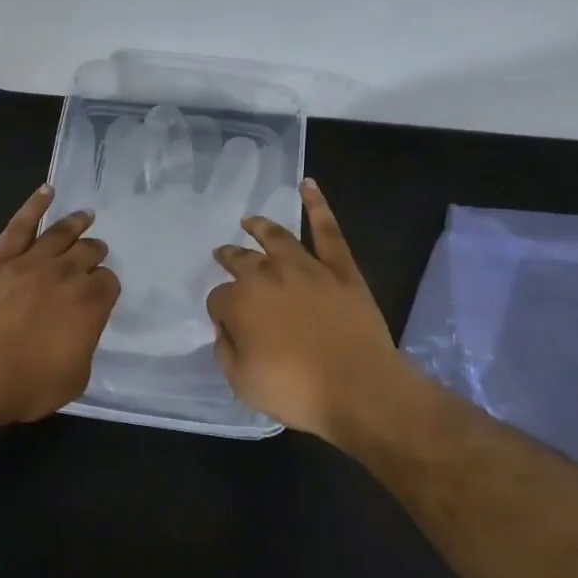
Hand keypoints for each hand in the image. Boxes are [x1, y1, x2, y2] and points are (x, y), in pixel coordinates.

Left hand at [0, 185, 120, 423]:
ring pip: (61, 233)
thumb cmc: (26, 384)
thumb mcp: (74, 378)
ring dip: (77, 223)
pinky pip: (21, 224)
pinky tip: (47, 191)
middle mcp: (66, 274)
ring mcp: (32, 261)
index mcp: (91, 303)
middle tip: (96, 252)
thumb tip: (80, 331)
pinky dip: (35, 204)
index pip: (108, 283)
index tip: (101, 291)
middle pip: (88, 252)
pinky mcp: (0, 257)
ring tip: (86, 215)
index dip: (105, 286)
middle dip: (95, 252)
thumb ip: (84, 346)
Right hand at [207, 179, 411, 441]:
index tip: (226, 323)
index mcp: (240, 302)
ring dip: (261, 226)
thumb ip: (226, 350)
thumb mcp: (242, 382)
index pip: (218, 298)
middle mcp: (267, 276)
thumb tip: (227, 328)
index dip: (220, 310)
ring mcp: (306, 267)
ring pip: (278, 238)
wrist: (359, 389)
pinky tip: (308, 186)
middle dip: (230, 257)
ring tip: (250, 220)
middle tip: (223, 254)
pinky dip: (318, 206)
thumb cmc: (297, 391)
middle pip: (241, 260)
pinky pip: (327, 231)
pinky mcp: (340, 268)